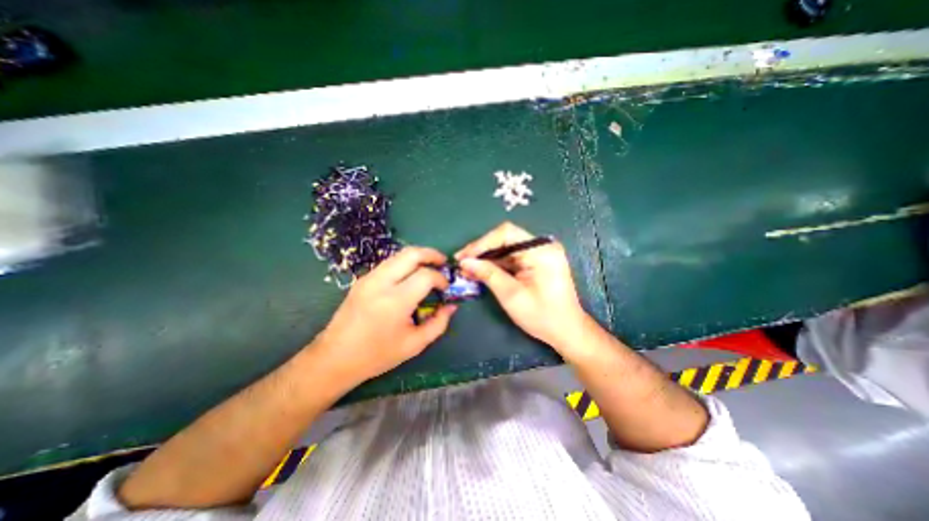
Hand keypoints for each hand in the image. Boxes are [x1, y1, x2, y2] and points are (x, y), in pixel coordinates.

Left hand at [311, 246, 456, 384]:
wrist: (334, 358)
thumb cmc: (377, 355)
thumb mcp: (414, 344)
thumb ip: (438, 323)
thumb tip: (452, 306)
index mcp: (395, 301)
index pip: (425, 275)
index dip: (441, 278)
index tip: (446, 288)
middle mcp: (381, 283)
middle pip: (411, 254)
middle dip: (431, 254)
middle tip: (443, 263)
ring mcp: (369, 278)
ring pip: (399, 255)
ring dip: (418, 256)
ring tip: (430, 266)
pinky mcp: (362, 279)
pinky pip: (389, 263)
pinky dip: (405, 263)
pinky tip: (410, 275)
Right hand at [457, 221, 585, 352]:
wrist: (566, 331)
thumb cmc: (542, 316)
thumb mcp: (511, 295)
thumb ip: (488, 274)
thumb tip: (465, 261)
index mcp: (541, 250)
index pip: (506, 233)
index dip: (481, 243)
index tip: (463, 257)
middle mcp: (541, 246)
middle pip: (505, 239)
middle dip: (481, 251)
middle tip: (461, 262)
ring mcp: (539, 253)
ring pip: (505, 248)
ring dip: (486, 259)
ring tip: (467, 269)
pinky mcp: (536, 262)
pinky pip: (511, 258)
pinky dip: (496, 265)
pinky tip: (481, 272)